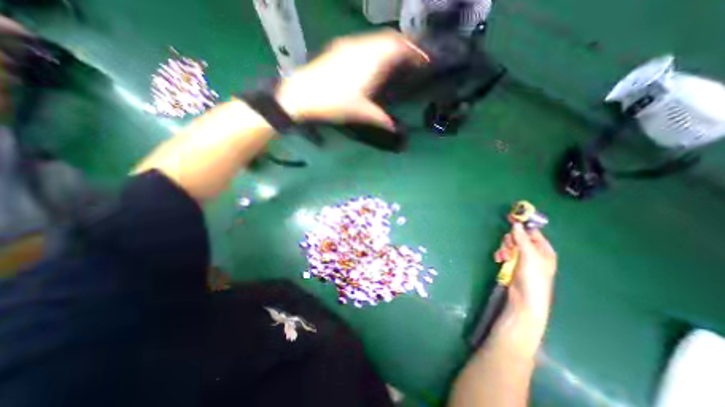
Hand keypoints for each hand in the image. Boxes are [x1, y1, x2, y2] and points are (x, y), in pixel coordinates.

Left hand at [277, 30, 425, 130]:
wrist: (302, 94)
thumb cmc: (334, 103)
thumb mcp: (360, 113)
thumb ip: (380, 119)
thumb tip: (394, 128)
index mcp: (372, 61)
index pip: (399, 47)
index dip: (414, 52)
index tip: (423, 59)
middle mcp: (362, 47)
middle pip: (389, 38)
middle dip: (404, 46)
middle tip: (411, 59)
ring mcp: (349, 45)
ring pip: (376, 39)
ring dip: (388, 46)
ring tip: (394, 60)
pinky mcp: (338, 48)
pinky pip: (363, 42)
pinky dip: (374, 48)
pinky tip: (372, 61)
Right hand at [496, 224, 556, 328]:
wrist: (524, 300)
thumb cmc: (533, 278)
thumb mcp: (529, 257)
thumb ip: (522, 239)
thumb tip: (516, 224)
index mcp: (543, 249)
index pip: (532, 231)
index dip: (522, 224)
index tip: (510, 217)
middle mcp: (533, 252)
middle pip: (518, 237)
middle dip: (510, 240)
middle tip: (508, 247)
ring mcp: (523, 258)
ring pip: (509, 244)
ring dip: (504, 248)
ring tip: (503, 257)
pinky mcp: (513, 263)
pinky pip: (505, 252)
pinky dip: (501, 254)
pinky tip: (499, 259)